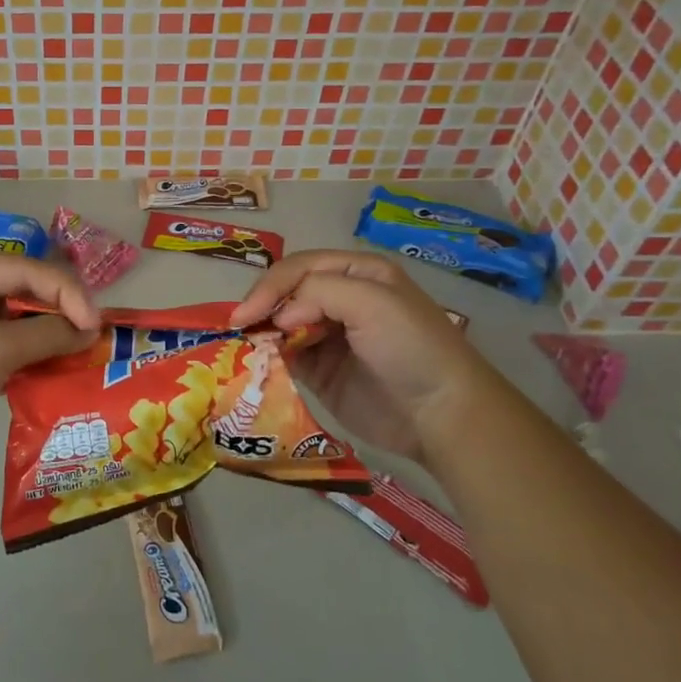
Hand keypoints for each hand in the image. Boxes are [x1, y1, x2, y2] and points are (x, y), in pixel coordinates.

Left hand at [0, 253, 99, 477]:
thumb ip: (47, 335)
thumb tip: (91, 332)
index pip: (30, 271)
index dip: (68, 294)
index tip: (96, 327)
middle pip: (28, 296)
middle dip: (63, 318)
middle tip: (96, 344)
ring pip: (23, 327)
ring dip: (52, 343)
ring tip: (85, 361)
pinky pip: (13, 354)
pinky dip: (35, 364)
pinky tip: (60, 378)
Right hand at [231, 249, 491, 467]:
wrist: (440, 413)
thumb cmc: (410, 346)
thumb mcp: (371, 301)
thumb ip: (317, 293)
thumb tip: (279, 318)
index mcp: (356, 273)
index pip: (299, 267)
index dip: (271, 286)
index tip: (247, 314)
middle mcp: (340, 299)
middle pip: (286, 292)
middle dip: (262, 305)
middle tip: (239, 328)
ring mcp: (328, 336)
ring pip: (280, 324)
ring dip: (261, 331)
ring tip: (243, 344)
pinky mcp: (320, 372)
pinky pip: (284, 357)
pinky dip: (267, 357)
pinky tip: (256, 362)